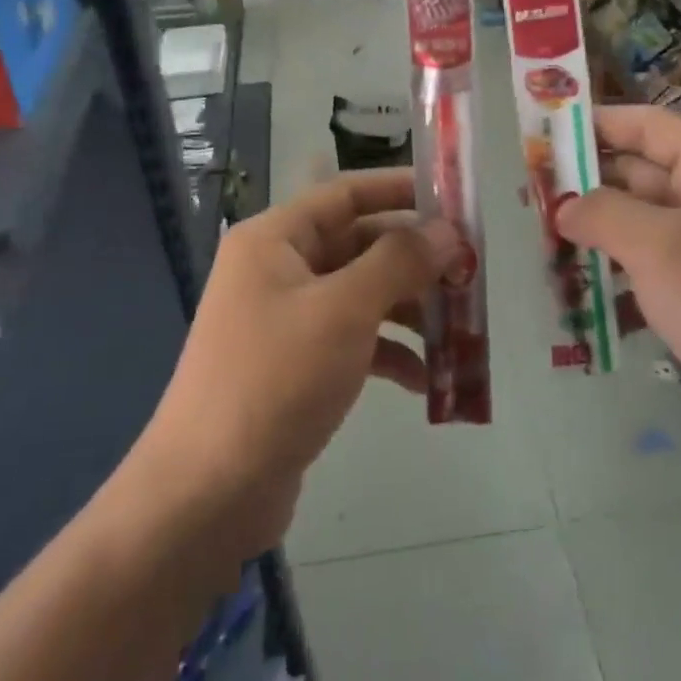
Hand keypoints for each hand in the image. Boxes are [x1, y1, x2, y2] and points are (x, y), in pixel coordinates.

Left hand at [138, 169, 461, 555]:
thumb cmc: (276, 379)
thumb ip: (399, 261)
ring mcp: (286, 320)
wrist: (209, 491)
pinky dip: (389, 354)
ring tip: (460, 330)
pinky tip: (426, 381)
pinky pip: (352, 342)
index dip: (401, 190)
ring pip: (361, 296)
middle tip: (471, 273)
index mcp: (275, 240)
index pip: (346, 194)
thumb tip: (447, 230)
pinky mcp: (295, 366)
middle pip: (359, 246)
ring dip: (410, 310)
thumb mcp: (344, 309)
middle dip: (416, 260)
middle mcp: (277, 270)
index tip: (455, 201)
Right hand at [556, 107, 680, 471]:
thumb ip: (602, 214)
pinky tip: (582, 299)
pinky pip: (658, 273)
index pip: (648, 126)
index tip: (545, 133)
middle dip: (588, 186)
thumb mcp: (658, 247)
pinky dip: (621, 280)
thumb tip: (564, 206)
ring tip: (544, 247)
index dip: (597, 124)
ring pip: (646, 228)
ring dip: (599, 236)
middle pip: (642, 176)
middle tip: (531, 200)